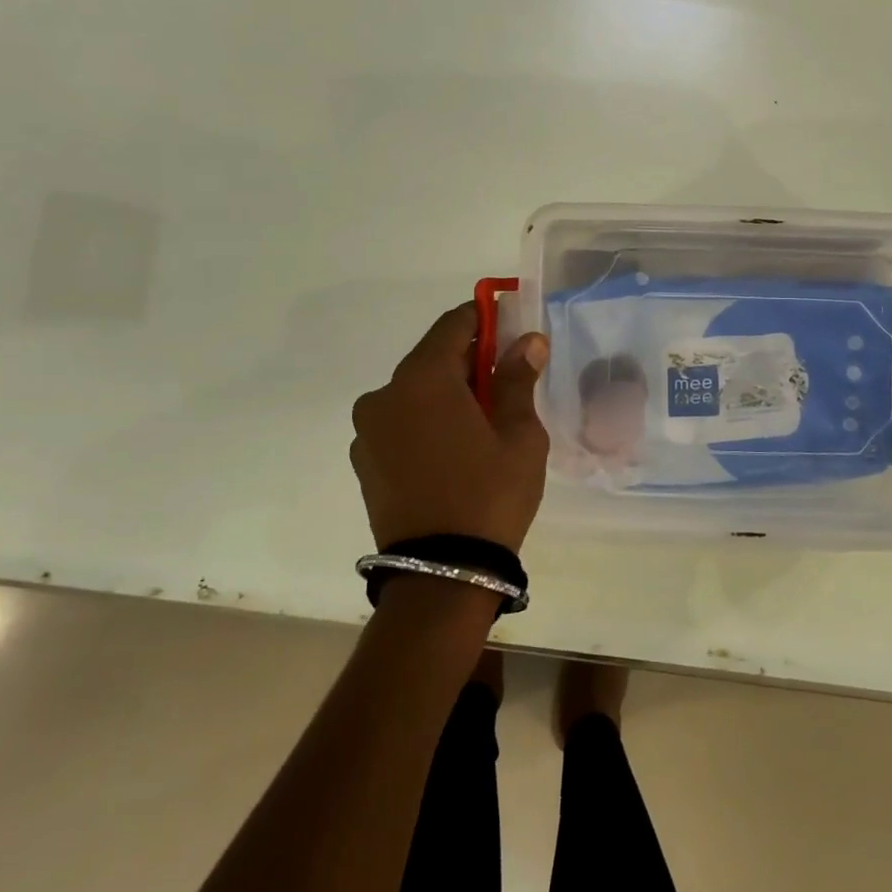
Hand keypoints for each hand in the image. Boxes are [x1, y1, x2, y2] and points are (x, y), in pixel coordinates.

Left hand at [349, 304, 550, 552]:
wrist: (441, 574)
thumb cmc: (489, 495)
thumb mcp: (519, 436)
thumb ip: (518, 380)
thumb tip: (527, 340)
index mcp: (422, 379)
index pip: (454, 325)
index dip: (485, 317)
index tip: (510, 323)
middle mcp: (384, 395)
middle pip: (432, 358)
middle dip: (470, 360)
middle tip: (507, 378)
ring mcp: (368, 430)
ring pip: (415, 391)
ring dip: (447, 393)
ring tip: (482, 422)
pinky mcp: (364, 461)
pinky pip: (400, 422)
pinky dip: (426, 420)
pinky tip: (454, 449)